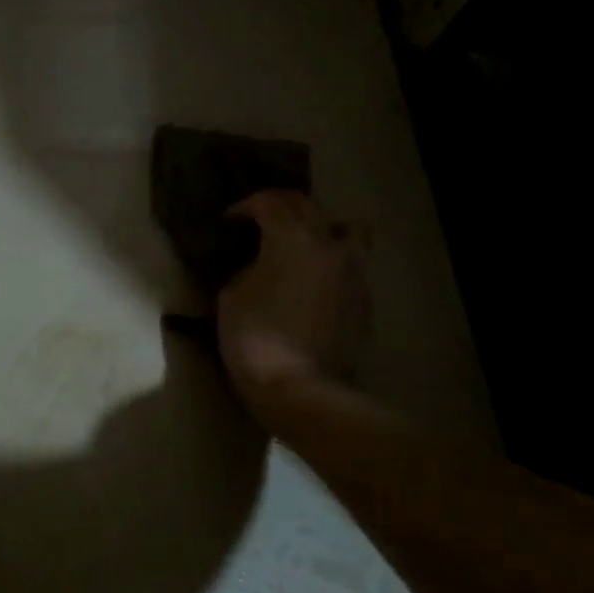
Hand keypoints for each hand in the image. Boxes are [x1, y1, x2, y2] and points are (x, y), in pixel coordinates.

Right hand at [217, 191, 372, 423]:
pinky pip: (350, 262)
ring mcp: (354, 271)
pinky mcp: (364, 298)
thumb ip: (249, 268)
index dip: (246, 206)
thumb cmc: (256, 339)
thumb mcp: (232, 297)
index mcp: (292, 239)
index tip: (229, 221)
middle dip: (281, 207)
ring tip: (301, 245)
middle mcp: (329, 245)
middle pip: (308, 206)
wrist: (302, 390)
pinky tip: (312, 281)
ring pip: (346, 228)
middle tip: (260, 221)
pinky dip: (331, 260)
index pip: (270, 202)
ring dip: (321, 227)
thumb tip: (262, 266)